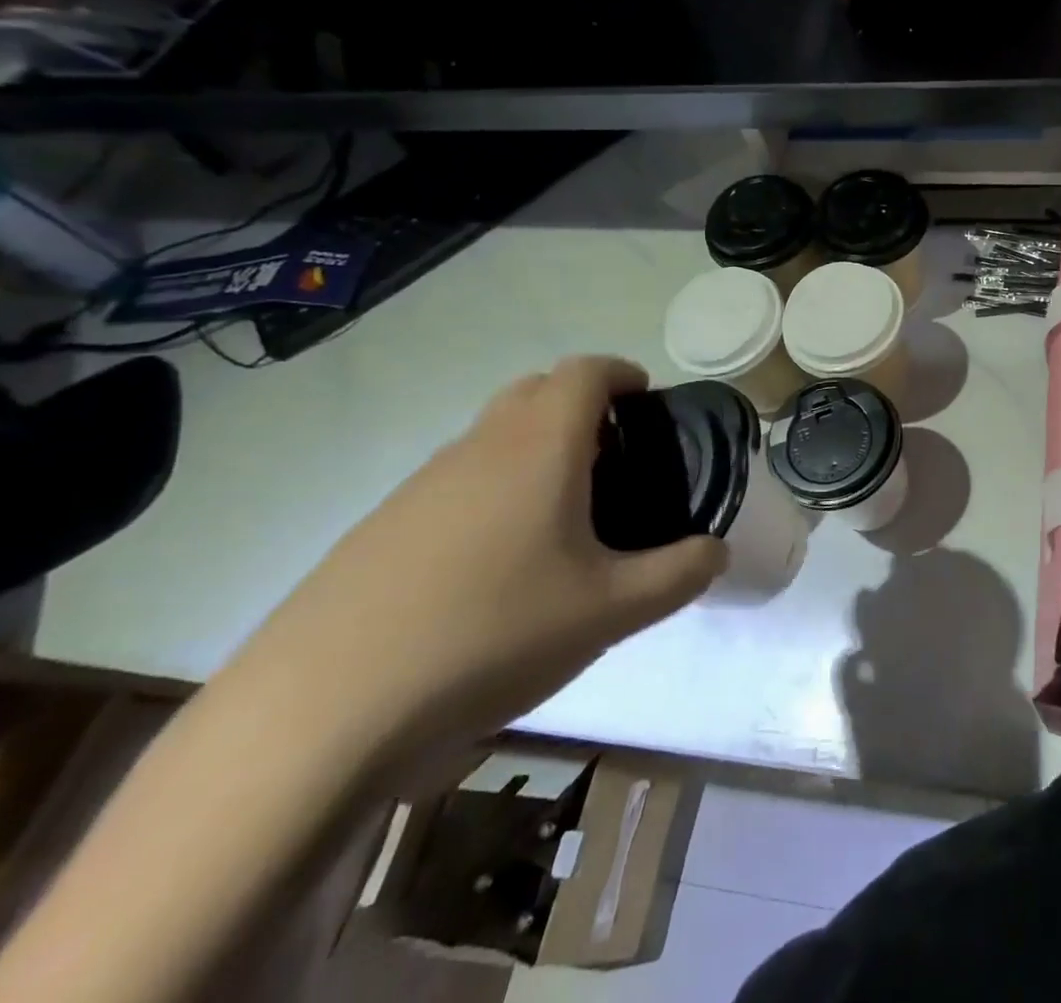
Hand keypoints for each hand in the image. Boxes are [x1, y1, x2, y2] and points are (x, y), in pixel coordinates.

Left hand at [224, 356, 724, 761]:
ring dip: (534, 449)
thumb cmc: (491, 634)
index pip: (584, 371)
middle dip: (581, 405)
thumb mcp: (611, 612)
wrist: (318, 715)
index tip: (647, 403)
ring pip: (491, 436)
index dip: (622, 373)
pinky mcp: (378, 529)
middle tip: (614, 458)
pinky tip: (494, 566)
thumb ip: (680, 574)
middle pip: (534, 390)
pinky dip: (490, 491)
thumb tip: (716, 551)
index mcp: (538, 446)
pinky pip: (453, 482)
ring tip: (562, 517)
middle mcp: (477, 447)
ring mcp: (418, 486)